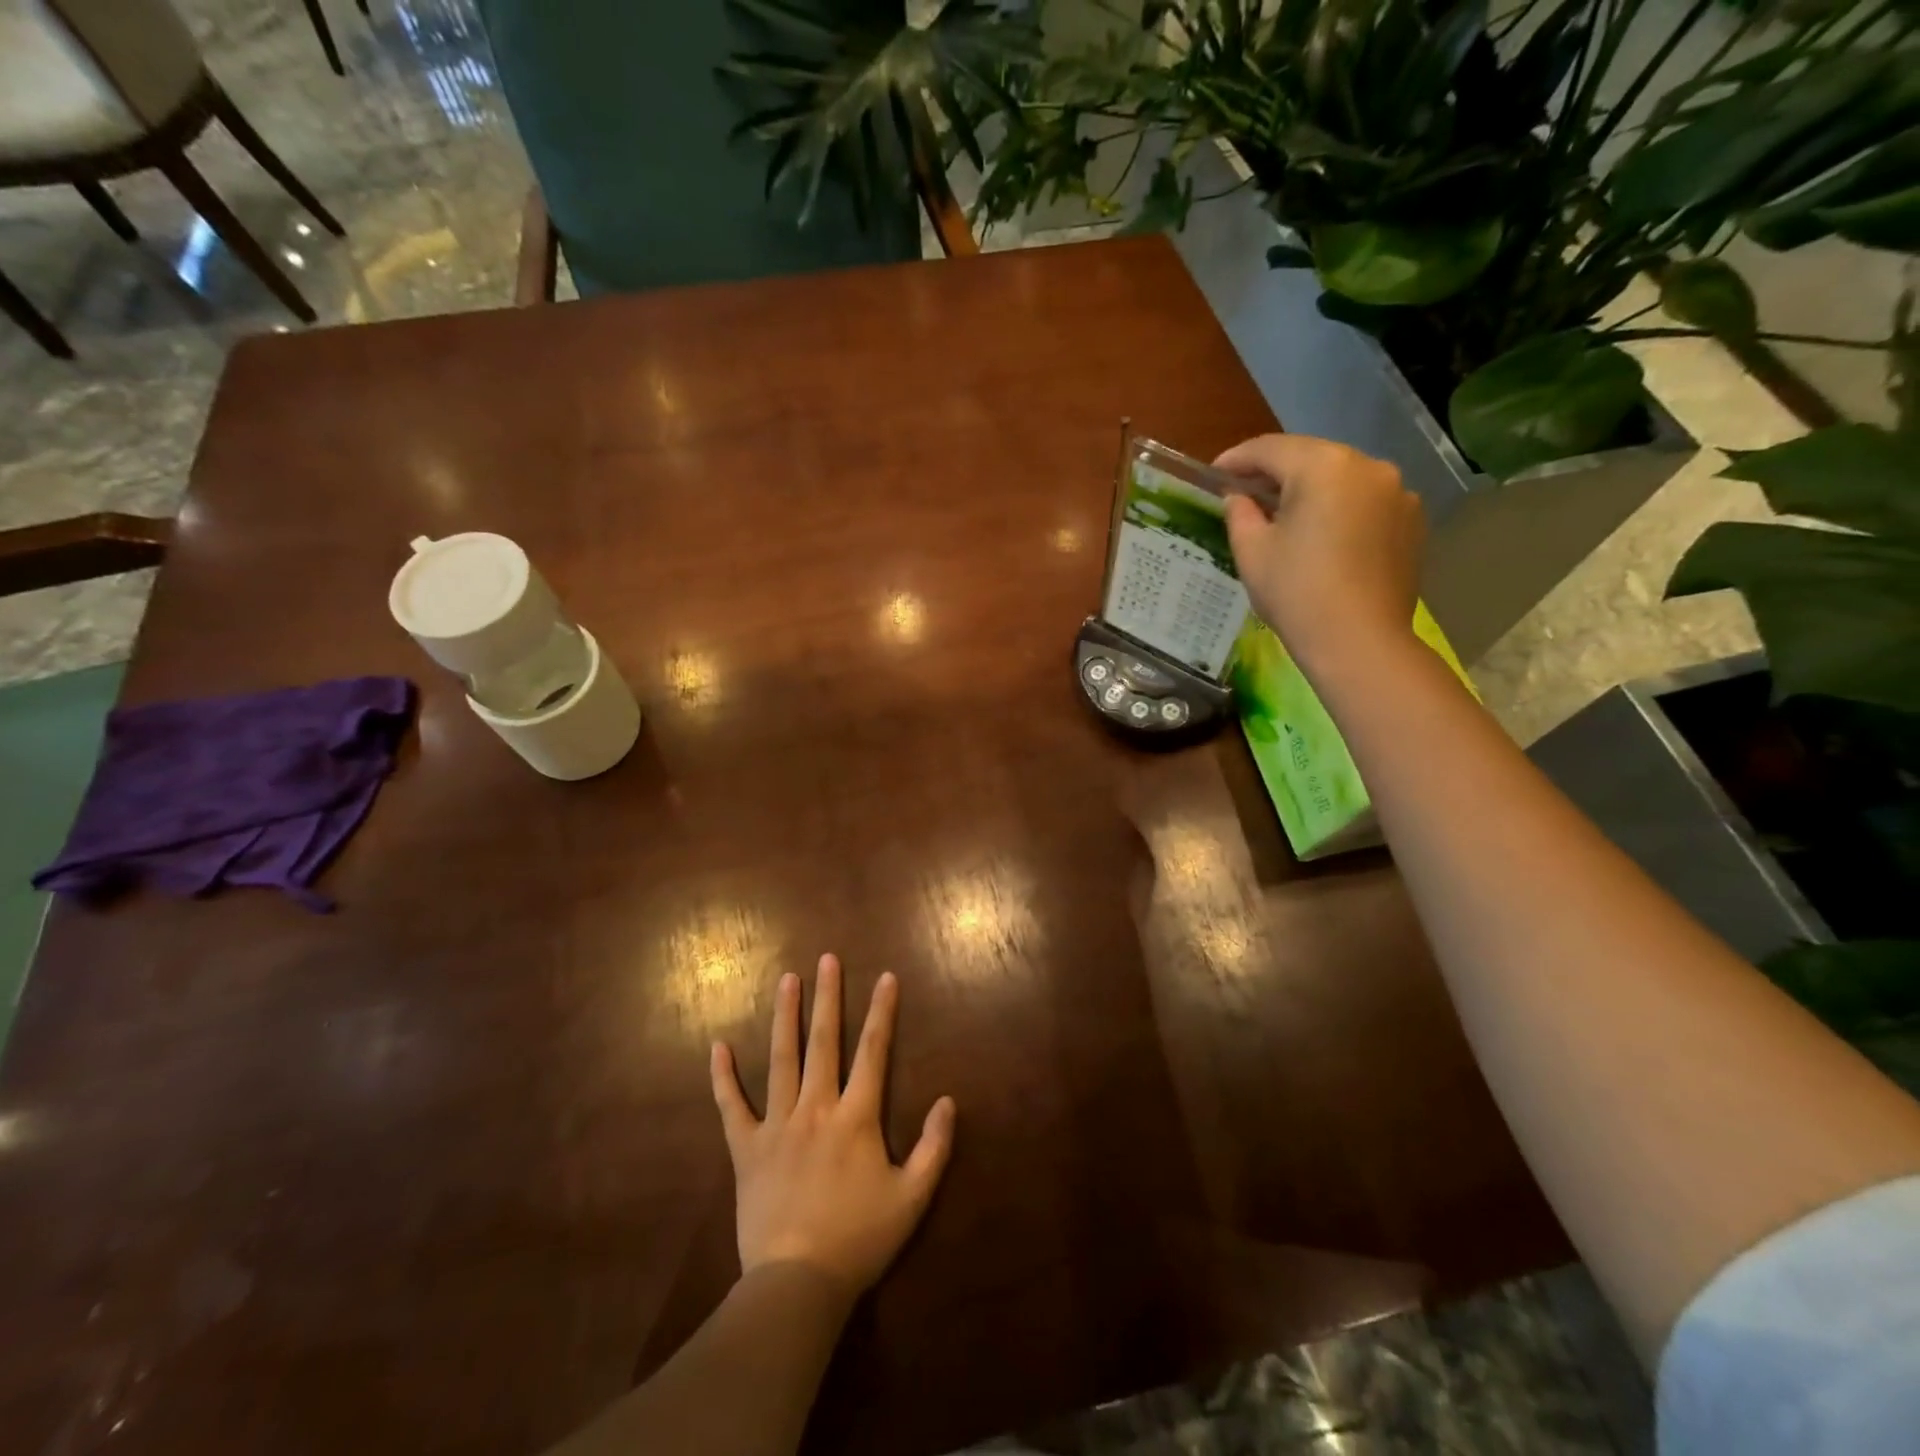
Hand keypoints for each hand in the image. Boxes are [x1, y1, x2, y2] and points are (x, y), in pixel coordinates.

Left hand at [710, 955, 955, 1304]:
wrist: (797, 1284)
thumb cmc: (859, 1239)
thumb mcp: (913, 1198)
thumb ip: (934, 1147)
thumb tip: (948, 1101)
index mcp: (856, 1116)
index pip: (874, 1051)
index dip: (882, 1011)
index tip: (886, 977)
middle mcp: (816, 1108)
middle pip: (823, 1042)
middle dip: (828, 997)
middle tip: (827, 959)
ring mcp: (777, 1125)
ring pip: (780, 1060)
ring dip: (784, 1017)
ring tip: (786, 980)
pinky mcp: (746, 1149)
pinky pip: (731, 1107)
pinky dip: (723, 1077)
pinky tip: (717, 1046)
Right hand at [1216, 434, 1426, 677]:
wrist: (1359, 642)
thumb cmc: (1296, 593)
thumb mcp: (1252, 552)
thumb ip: (1240, 513)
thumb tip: (1238, 497)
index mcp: (1323, 467)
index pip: (1270, 449)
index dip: (1237, 459)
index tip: (1215, 473)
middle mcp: (1367, 466)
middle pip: (1310, 458)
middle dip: (1275, 472)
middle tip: (1245, 493)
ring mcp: (1397, 492)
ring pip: (1341, 478)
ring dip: (1310, 489)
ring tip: (1284, 515)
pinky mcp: (1411, 520)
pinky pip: (1365, 502)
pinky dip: (1339, 508)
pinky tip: (1322, 536)